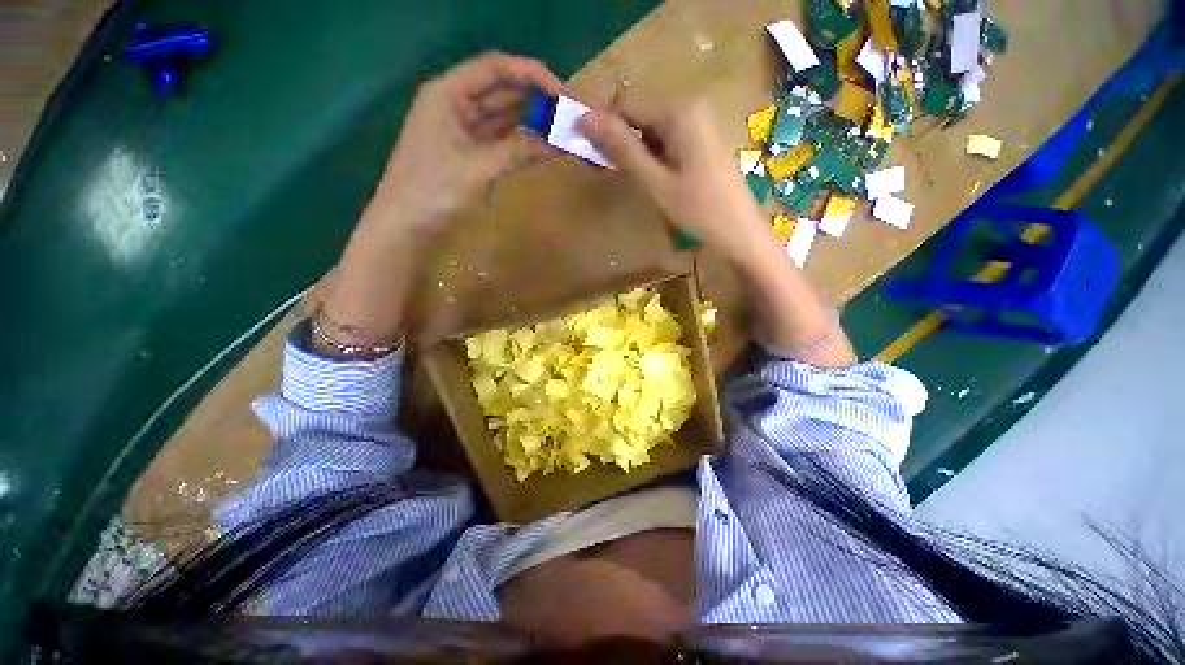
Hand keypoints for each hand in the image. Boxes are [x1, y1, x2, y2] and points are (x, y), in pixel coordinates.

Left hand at [369, 52, 561, 232]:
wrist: (406, 227)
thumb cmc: (433, 191)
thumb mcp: (478, 168)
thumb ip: (518, 151)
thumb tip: (558, 142)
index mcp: (448, 93)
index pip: (494, 68)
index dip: (530, 74)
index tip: (562, 93)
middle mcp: (455, 105)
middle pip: (500, 91)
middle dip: (534, 99)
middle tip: (568, 114)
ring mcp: (462, 131)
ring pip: (503, 118)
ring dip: (530, 123)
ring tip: (561, 130)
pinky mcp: (469, 155)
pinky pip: (500, 142)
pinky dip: (520, 144)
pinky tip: (542, 147)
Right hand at [581, 98, 854, 366]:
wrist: (740, 233)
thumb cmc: (699, 211)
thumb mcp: (655, 182)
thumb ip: (622, 149)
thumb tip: (583, 119)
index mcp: (679, 110)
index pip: (625, 104)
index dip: (604, 128)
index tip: (591, 157)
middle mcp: (690, 106)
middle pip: (639, 114)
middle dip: (621, 142)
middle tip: (611, 175)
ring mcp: (698, 122)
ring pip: (651, 129)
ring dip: (635, 153)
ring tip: (636, 183)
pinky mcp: (701, 139)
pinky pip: (666, 139)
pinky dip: (652, 157)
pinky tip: (654, 180)